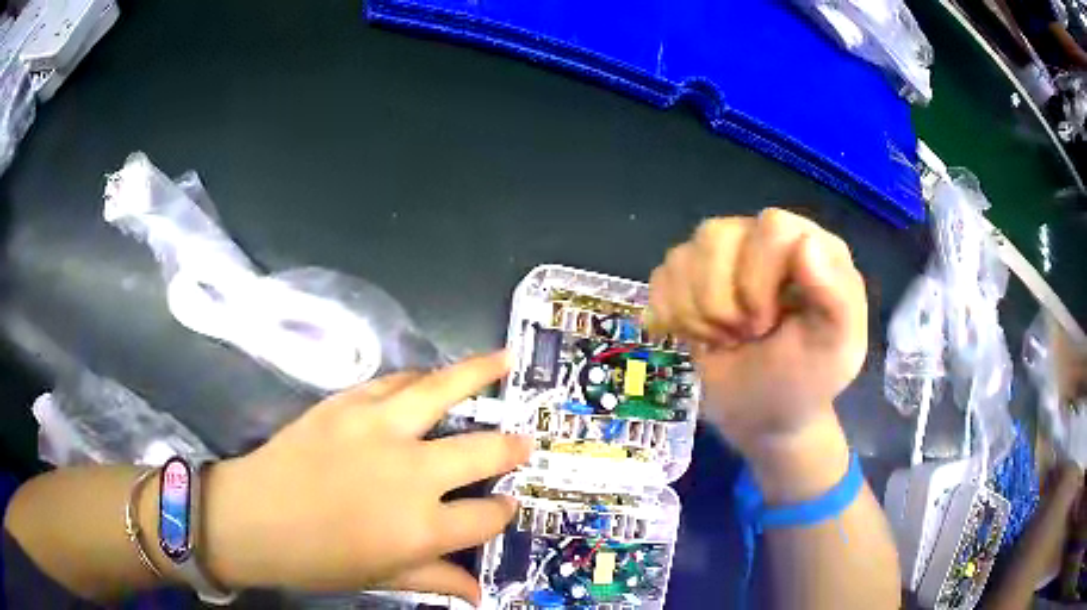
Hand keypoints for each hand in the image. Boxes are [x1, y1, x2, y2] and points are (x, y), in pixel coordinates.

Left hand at [202, 352, 529, 603]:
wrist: (252, 518)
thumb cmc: (317, 559)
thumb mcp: (381, 578)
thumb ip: (436, 579)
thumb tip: (480, 593)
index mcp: (423, 527)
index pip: (488, 517)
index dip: (502, 513)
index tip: (505, 507)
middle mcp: (412, 474)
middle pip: (484, 451)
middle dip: (512, 448)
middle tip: (524, 442)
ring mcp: (379, 430)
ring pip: (443, 390)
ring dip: (481, 372)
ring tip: (506, 359)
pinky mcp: (348, 404)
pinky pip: (396, 381)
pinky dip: (421, 377)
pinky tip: (433, 376)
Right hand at [648, 209, 866, 498]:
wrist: (764, 415)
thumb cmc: (805, 380)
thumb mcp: (835, 348)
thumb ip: (836, 297)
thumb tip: (806, 243)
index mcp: (810, 245)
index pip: (770, 226)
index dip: (758, 277)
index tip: (765, 326)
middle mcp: (763, 239)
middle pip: (716, 236)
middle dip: (723, 301)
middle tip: (746, 336)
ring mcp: (723, 256)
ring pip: (683, 256)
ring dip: (697, 314)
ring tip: (725, 339)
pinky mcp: (689, 278)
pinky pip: (661, 277)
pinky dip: (672, 316)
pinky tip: (698, 336)